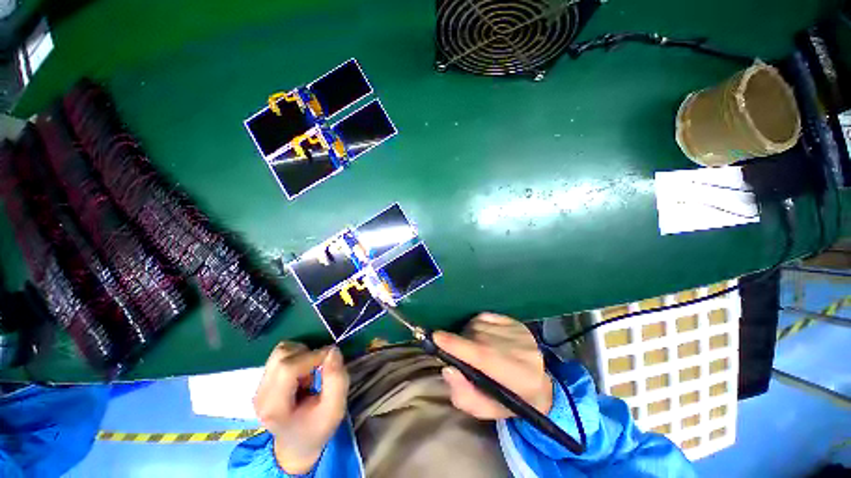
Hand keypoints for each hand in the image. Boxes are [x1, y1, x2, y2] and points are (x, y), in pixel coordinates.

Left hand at [253, 342, 349, 473]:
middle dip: (308, 355)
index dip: (313, 356)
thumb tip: (333, 350)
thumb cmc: (317, 428)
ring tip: (310, 373)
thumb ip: (337, 380)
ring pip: (281, 351)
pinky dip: (296, 357)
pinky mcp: (263, 381)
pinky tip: (302, 374)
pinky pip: (281, 356)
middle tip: (320, 370)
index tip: (331, 359)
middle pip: (282, 355)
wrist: (297, 445)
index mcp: (275, 407)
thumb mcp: (335, 409)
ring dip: (302, 355)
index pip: (288, 367)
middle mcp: (261, 394)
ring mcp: (259, 387)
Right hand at [433, 313, 552, 418]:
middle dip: (460, 342)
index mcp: (519, 378)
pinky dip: (476, 325)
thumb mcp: (487, 410)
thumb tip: (448, 369)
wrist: (540, 385)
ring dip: (467, 334)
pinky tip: (481, 337)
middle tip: (454, 352)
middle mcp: (522, 350)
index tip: (436, 337)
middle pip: (478, 337)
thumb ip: (465, 396)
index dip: (458, 345)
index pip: (484, 356)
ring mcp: (520, 332)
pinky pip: (485, 316)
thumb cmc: (510, 401)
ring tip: (471, 347)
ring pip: (479, 324)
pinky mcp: (516, 321)